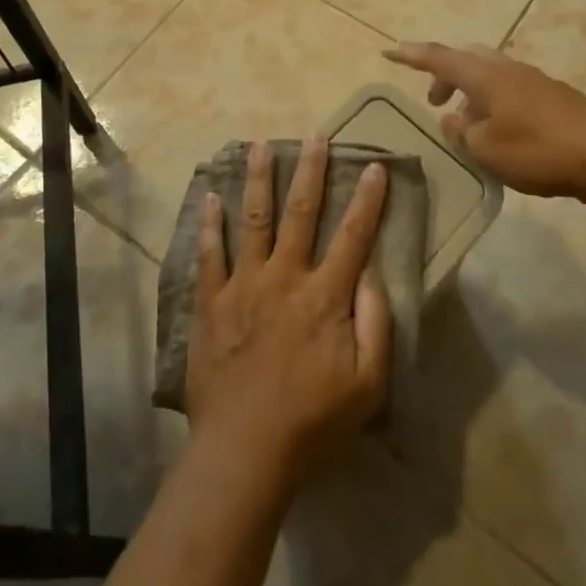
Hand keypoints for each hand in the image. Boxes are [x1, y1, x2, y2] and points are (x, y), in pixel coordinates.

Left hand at [186, 138, 391, 481]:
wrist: (245, 449)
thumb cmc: (313, 420)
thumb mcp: (368, 384)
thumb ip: (375, 324)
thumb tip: (373, 274)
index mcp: (324, 295)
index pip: (353, 236)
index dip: (367, 199)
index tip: (375, 166)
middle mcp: (285, 277)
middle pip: (301, 213)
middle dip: (311, 171)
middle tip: (315, 137)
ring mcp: (244, 285)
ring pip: (254, 220)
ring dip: (259, 180)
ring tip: (262, 145)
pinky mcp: (211, 301)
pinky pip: (210, 254)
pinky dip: (210, 224)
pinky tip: (210, 196)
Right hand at [384, 41, 585, 200]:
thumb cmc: (540, 151)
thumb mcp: (487, 150)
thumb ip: (462, 133)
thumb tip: (452, 119)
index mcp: (486, 76)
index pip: (439, 58)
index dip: (411, 55)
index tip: (388, 50)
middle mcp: (508, 69)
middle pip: (466, 60)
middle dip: (445, 76)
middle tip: (434, 101)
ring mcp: (535, 81)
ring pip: (490, 75)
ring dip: (471, 93)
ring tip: (467, 126)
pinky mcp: (555, 98)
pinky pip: (511, 91)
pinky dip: (494, 103)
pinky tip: (500, 135)